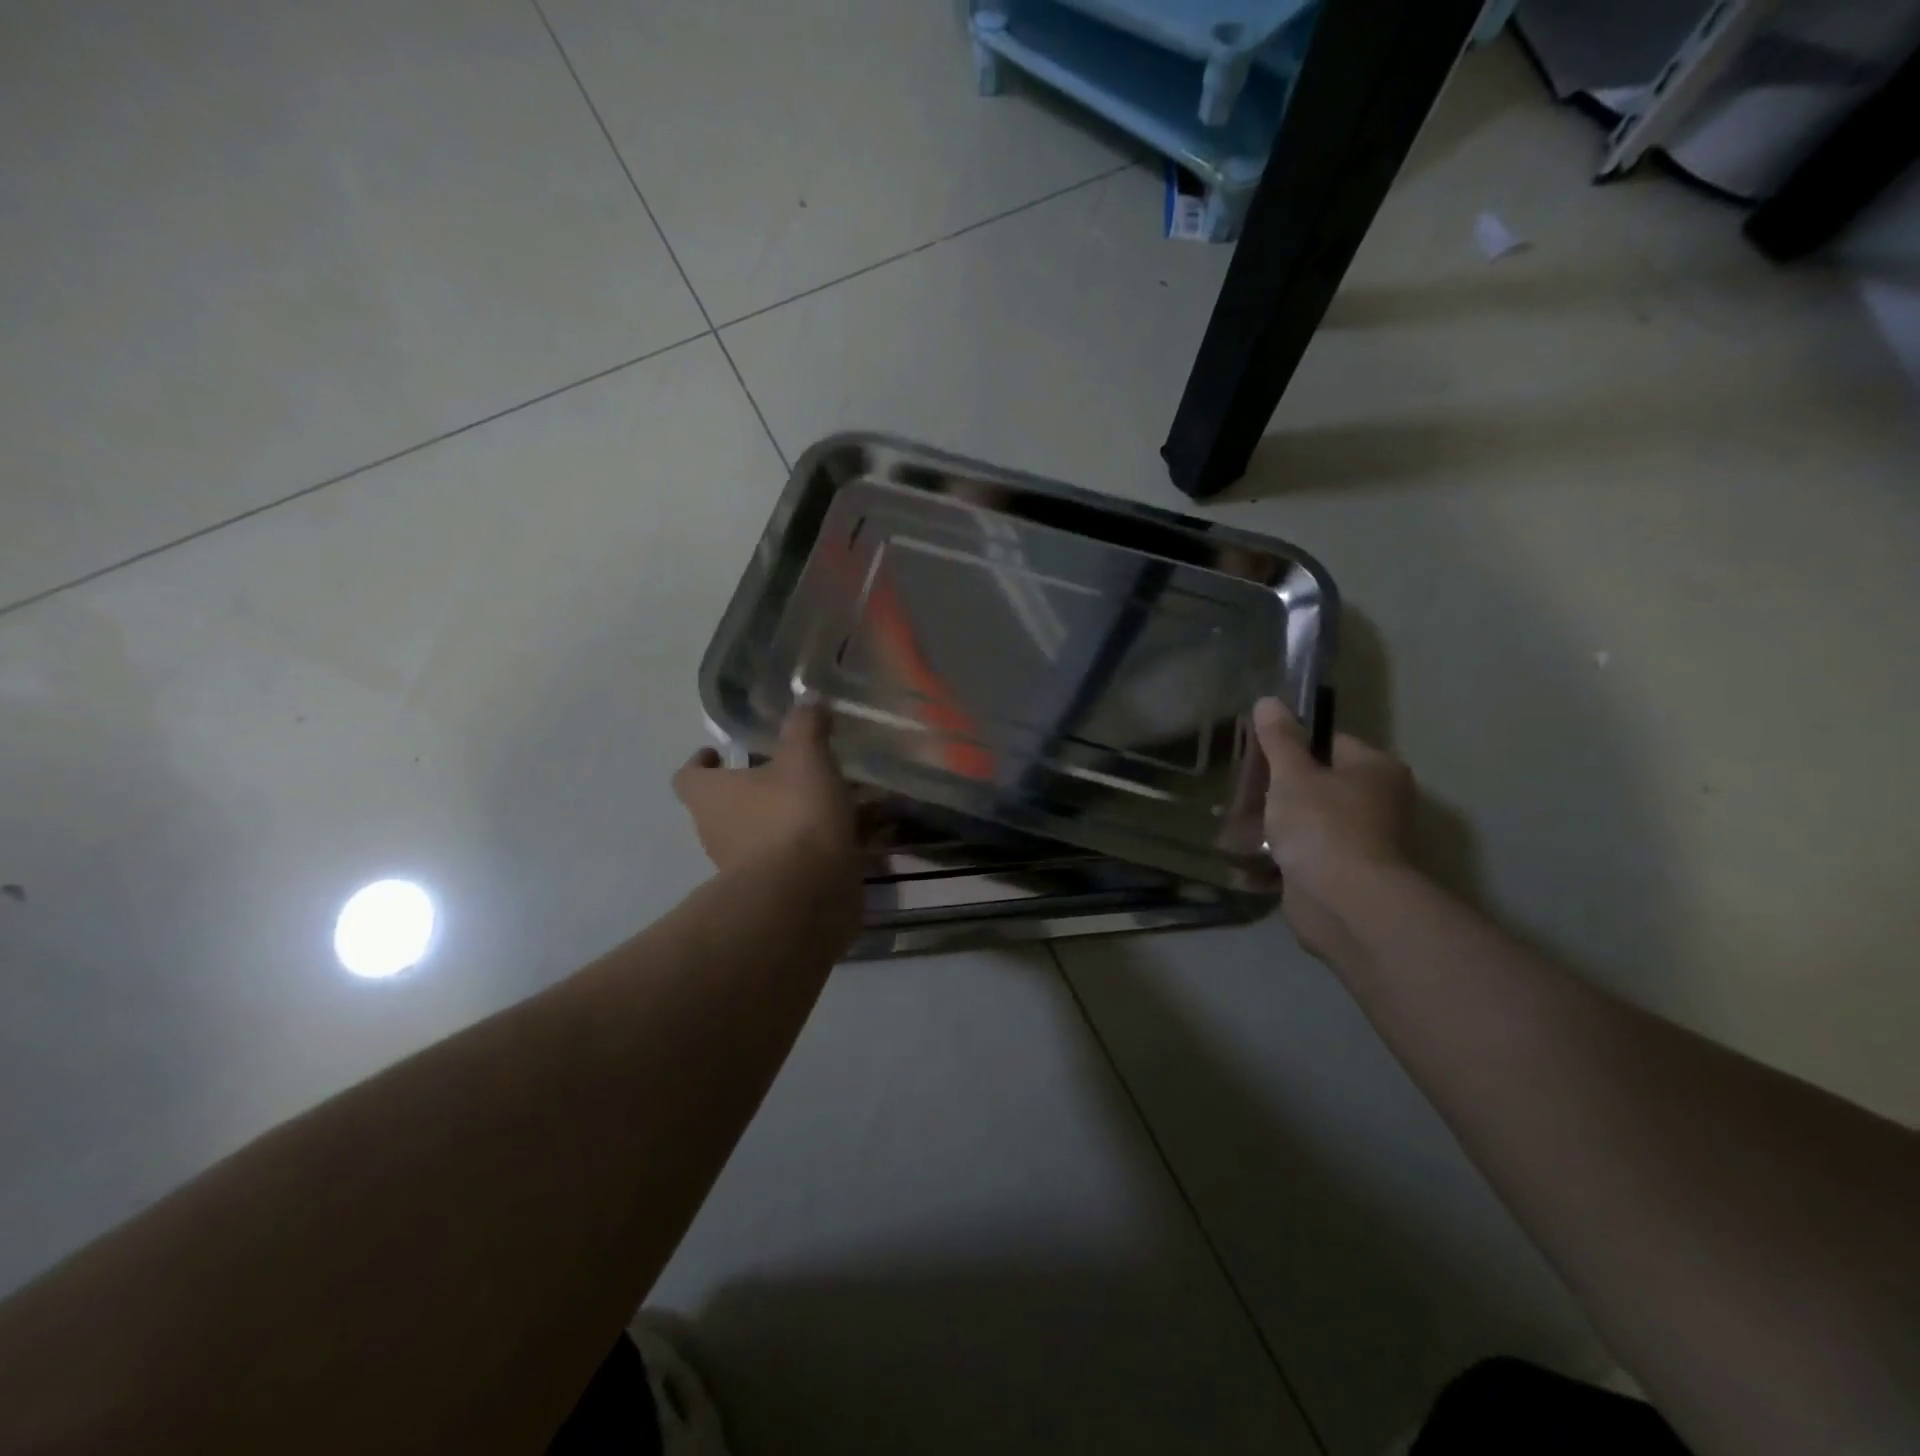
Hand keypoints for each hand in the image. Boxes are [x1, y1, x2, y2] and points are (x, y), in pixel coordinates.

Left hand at [673, 705, 860, 891]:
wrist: (806, 896)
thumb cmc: (793, 816)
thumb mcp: (806, 757)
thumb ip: (806, 726)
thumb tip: (810, 700)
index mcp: (711, 796)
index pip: (688, 775)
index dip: (701, 762)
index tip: (720, 752)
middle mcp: (715, 832)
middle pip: (723, 806)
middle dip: (751, 791)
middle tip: (786, 773)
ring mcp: (740, 869)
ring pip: (757, 836)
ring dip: (782, 821)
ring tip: (824, 804)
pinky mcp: (771, 893)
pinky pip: (786, 862)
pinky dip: (807, 850)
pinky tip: (843, 838)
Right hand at [1251, 697, 1415, 955]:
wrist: (1347, 904)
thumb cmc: (1323, 826)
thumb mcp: (1292, 775)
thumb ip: (1278, 739)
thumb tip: (1269, 700)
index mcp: (1375, 769)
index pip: (1329, 742)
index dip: (1290, 747)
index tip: (1256, 757)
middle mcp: (1378, 802)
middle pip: (1317, 783)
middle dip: (1277, 790)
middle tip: (1242, 791)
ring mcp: (1363, 841)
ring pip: (1309, 821)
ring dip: (1276, 825)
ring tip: (1237, 824)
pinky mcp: (1345, 874)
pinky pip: (1306, 855)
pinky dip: (1281, 856)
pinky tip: (1251, 856)